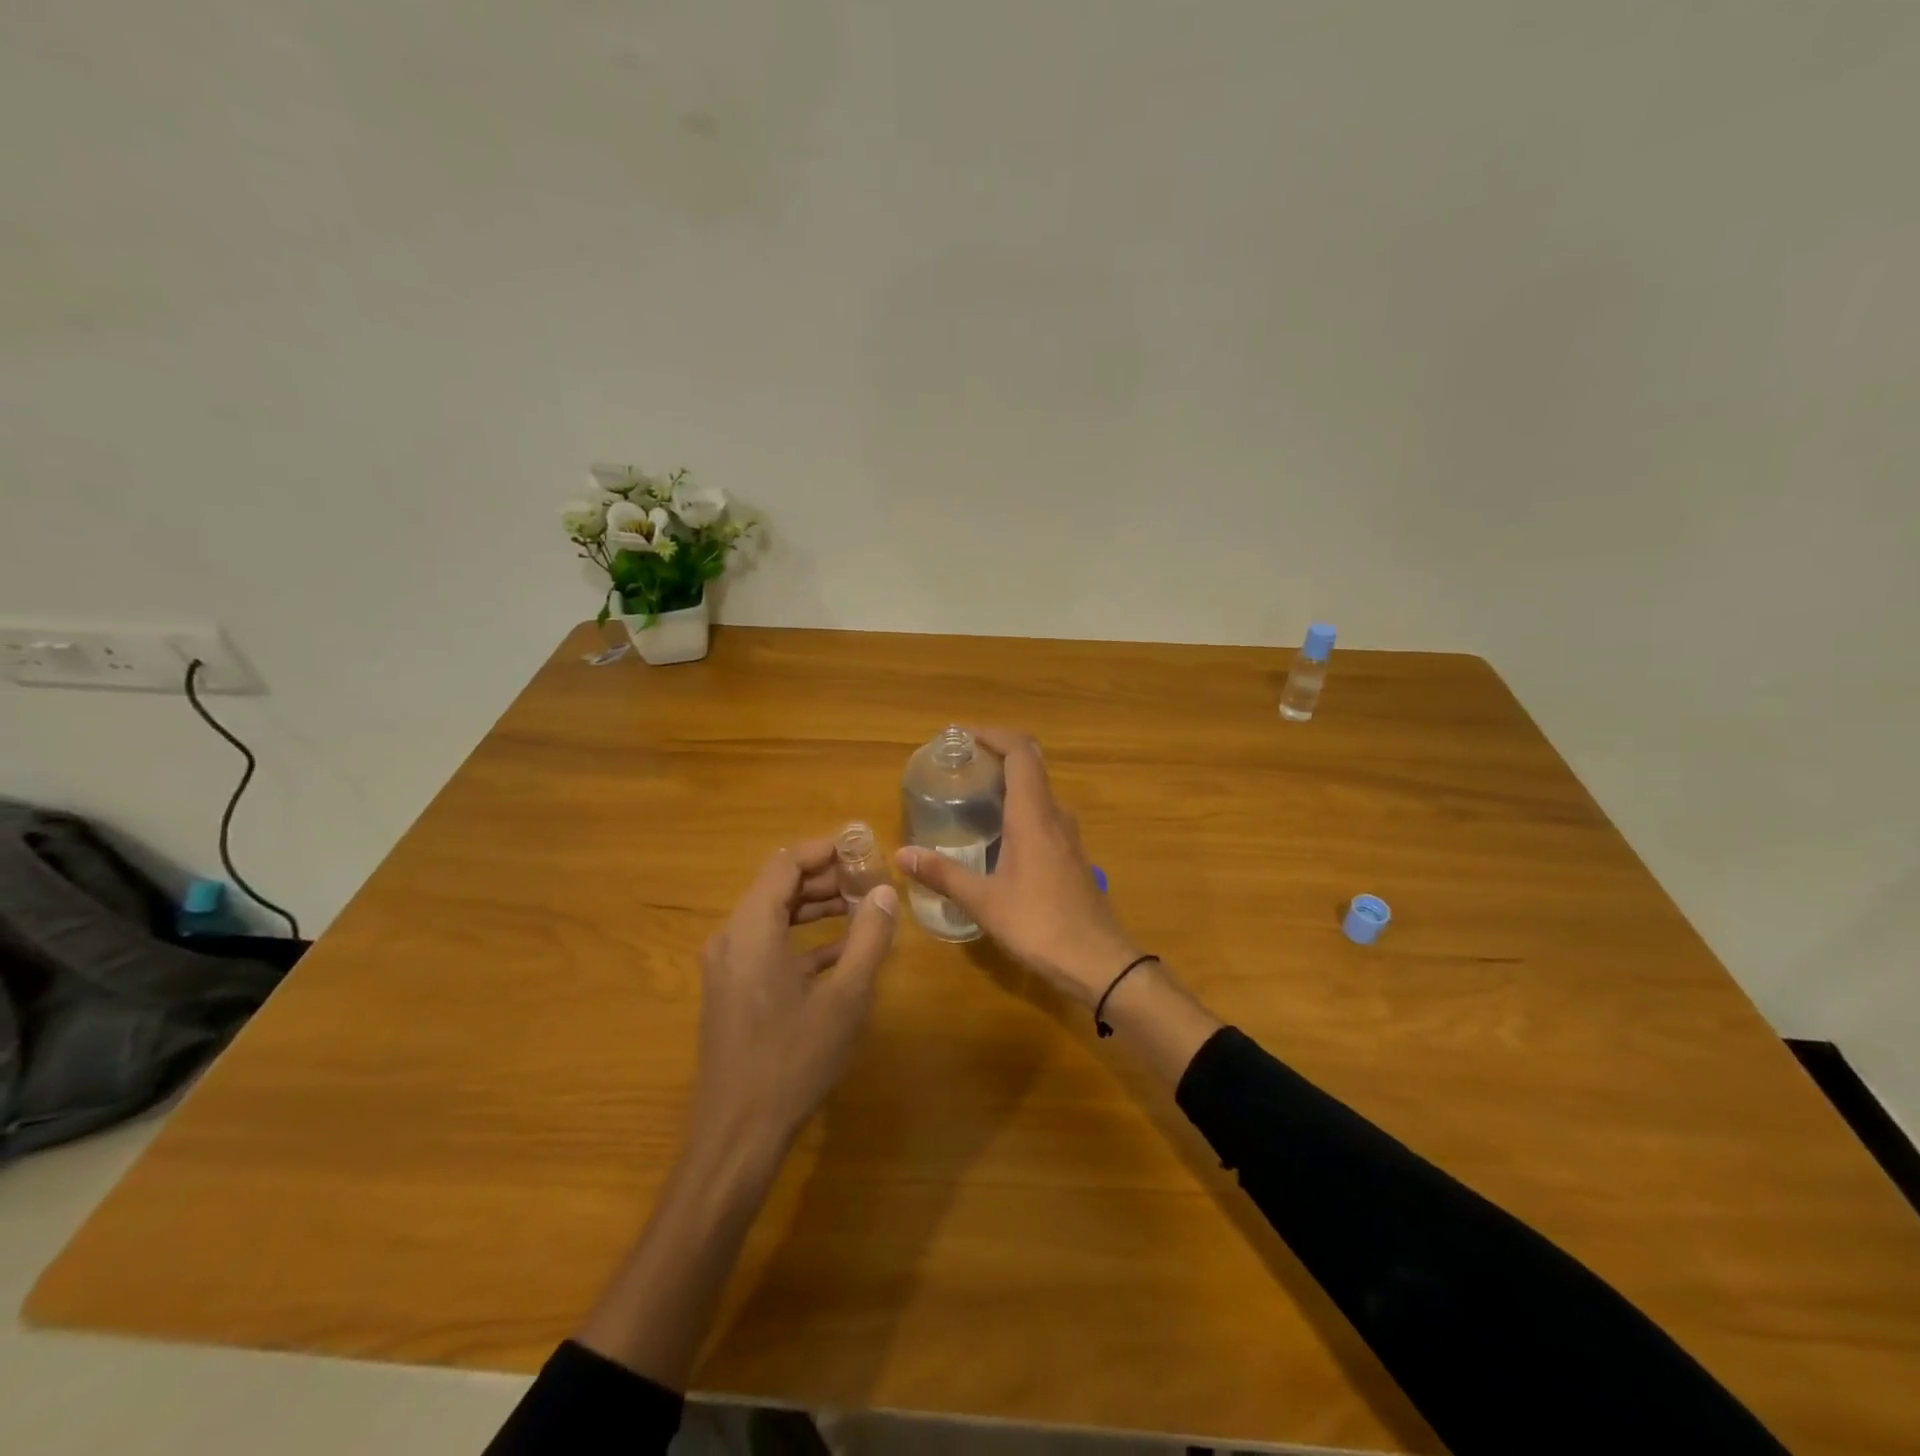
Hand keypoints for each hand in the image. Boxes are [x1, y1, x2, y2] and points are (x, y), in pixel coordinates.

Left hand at [689, 839, 898, 1157]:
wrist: (737, 1134)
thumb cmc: (793, 1060)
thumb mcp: (845, 998)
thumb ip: (868, 938)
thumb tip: (884, 892)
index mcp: (752, 930)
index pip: (785, 864)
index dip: (824, 850)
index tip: (863, 848)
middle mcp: (731, 938)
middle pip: (777, 886)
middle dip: (824, 877)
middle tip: (869, 879)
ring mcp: (727, 966)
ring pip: (772, 915)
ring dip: (814, 906)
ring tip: (861, 907)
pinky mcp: (732, 989)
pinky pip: (767, 944)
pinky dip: (801, 938)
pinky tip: (841, 951)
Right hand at [895, 728, 1142, 1007]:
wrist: (1098, 961)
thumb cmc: (1039, 925)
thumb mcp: (984, 901)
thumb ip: (943, 874)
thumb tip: (901, 854)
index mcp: (1033, 815)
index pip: (1020, 752)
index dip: (994, 735)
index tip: (962, 736)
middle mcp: (1054, 815)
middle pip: (1030, 766)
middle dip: (996, 756)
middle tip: (959, 765)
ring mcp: (1068, 835)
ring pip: (1038, 792)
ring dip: (1008, 783)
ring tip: (971, 795)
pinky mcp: (1072, 855)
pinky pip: (1043, 815)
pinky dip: (1019, 808)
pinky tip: (997, 835)